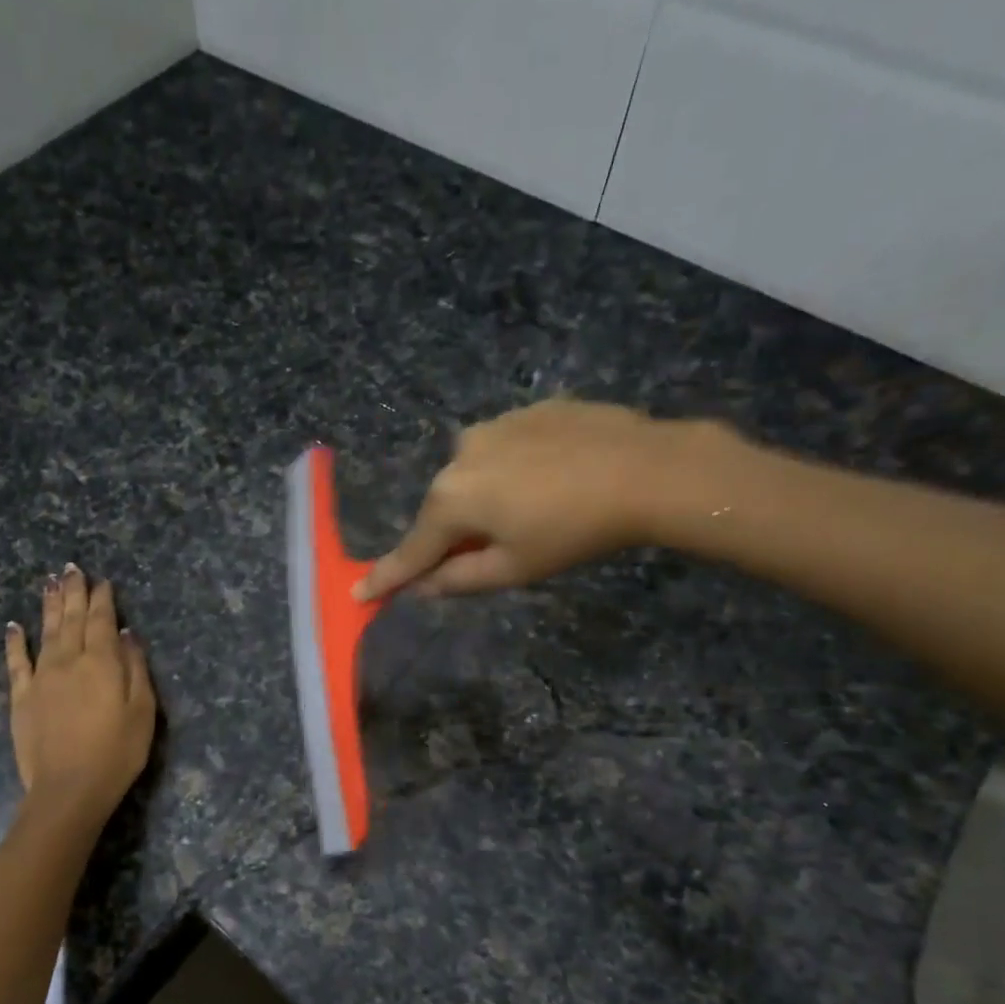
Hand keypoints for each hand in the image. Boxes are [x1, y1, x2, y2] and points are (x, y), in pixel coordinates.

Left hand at [5, 565, 155, 819]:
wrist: (69, 789)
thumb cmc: (117, 752)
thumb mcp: (143, 710)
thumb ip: (136, 668)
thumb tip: (127, 635)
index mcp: (102, 662)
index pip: (102, 620)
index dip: (103, 598)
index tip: (102, 581)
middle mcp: (69, 660)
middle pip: (72, 618)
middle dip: (73, 592)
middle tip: (71, 568)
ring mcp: (41, 677)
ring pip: (46, 631)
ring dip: (48, 605)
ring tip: (50, 582)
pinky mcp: (22, 697)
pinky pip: (16, 662)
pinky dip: (15, 642)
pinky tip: (13, 626)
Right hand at [356, 398, 742, 598]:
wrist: (646, 468)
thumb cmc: (573, 530)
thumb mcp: (514, 568)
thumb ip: (457, 580)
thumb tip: (421, 588)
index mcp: (451, 499)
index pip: (411, 550)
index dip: (387, 576)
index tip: (359, 593)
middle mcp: (458, 456)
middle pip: (443, 510)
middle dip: (455, 534)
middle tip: (490, 553)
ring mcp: (492, 426)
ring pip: (474, 477)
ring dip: (486, 499)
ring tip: (534, 511)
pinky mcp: (525, 410)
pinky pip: (504, 450)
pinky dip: (514, 471)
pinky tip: (551, 479)